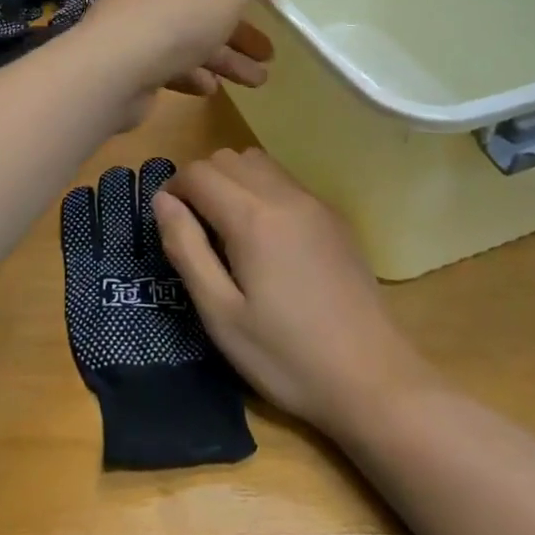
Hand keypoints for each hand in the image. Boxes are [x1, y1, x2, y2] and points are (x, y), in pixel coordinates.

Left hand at [78, 0, 300, 118]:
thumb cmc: (173, 20)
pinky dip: (191, 74)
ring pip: (186, 37)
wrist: (109, 73)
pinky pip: (166, 64)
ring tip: (258, 79)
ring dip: (222, 56)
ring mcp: (134, 26)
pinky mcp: (128, 62)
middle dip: (234, 23)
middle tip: (268, 48)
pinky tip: (212, 90)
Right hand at [153, 149, 431, 436]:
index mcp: (253, 217)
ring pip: (258, 162)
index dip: (173, 190)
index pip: (198, 173)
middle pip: (227, 158)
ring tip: (227, 229)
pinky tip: (266, 237)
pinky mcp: (334, 216)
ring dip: (232, 180)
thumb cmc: (286, 355)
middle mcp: (284, 195)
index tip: (168, 224)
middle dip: (201, 181)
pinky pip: (286, 181)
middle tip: (195, 229)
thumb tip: (162, 202)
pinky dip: (262, 189)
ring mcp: (314, 202)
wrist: (372, 377)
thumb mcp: (221, 314)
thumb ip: (187, 249)